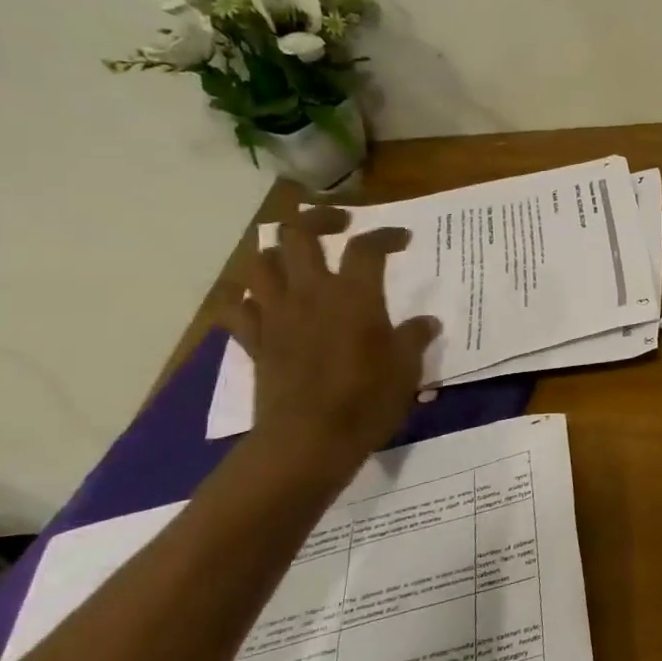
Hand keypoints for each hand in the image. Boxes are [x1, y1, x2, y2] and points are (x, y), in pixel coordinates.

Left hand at [217, 209, 440, 468]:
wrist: (309, 440)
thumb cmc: (367, 401)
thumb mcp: (407, 369)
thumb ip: (414, 338)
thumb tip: (426, 323)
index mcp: (354, 297)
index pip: (366, 248)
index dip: (385, 235)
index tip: (402, 238)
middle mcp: (310, 294)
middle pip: (299, 234)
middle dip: (319, 220)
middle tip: (340, 225)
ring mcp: (275, 315)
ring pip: (260, 261)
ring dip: (277, 251)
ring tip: (296, 257)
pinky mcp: (254, 341)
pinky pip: (235, 306)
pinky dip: (245, 296)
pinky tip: (261, 300)